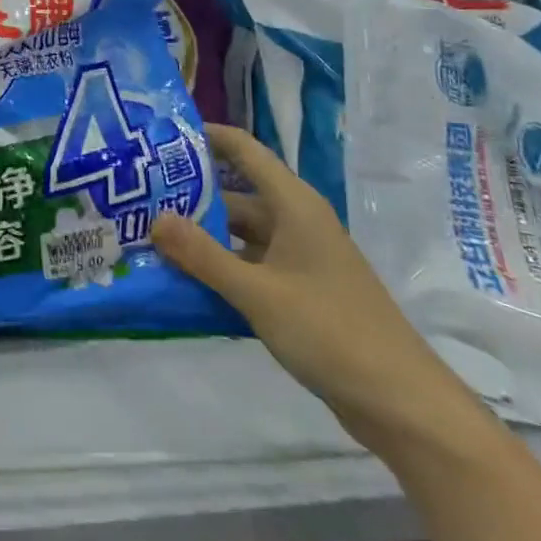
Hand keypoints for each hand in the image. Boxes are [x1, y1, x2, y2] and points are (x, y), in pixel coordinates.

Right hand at [152, 124, 486, 451]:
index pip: (244, 150)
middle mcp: (296, 222)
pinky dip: (221, 268)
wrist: (402, 404)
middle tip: (139, 198)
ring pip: (240, 234)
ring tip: (150, 238)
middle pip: (236, 194)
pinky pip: (251, 266)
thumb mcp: (258, 293)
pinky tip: (185, 281)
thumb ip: (203, 255)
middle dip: (190, 196)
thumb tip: (154, 217)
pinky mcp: (300, 291)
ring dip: (202, 237)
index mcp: (293, 205)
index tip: (159, 137)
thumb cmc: (330, 332)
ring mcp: (300, 258)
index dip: (205, 136)